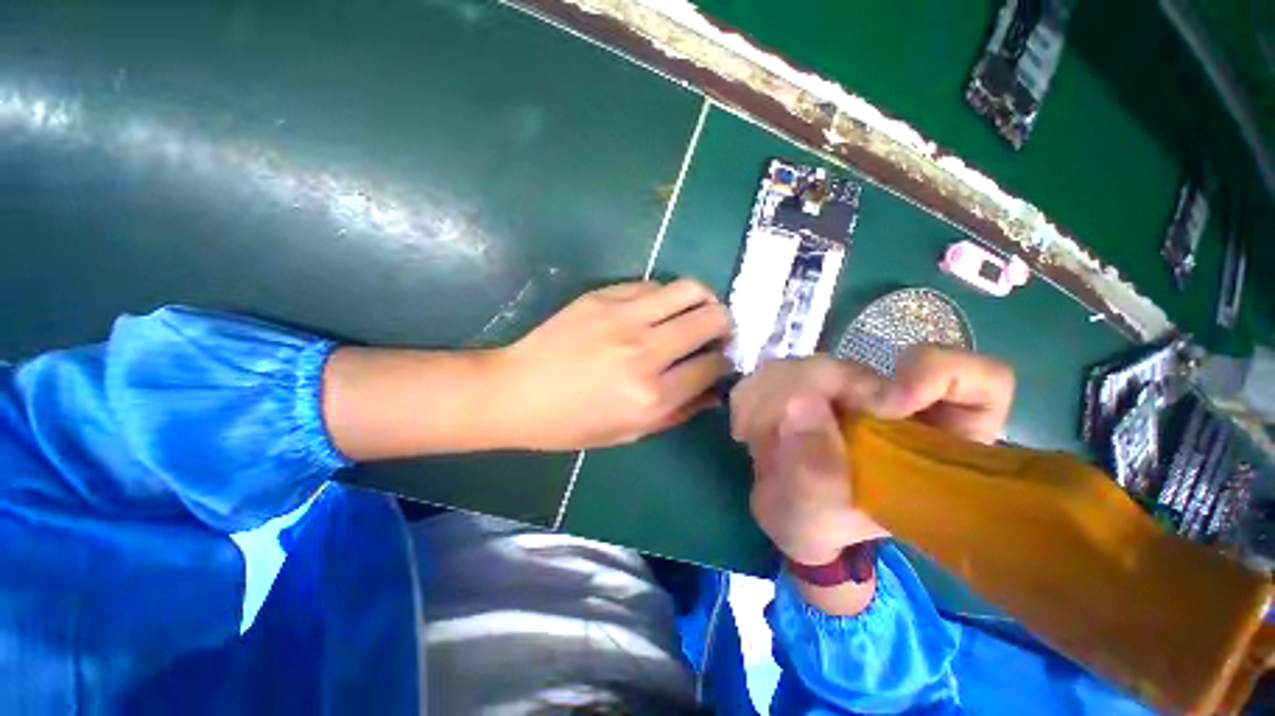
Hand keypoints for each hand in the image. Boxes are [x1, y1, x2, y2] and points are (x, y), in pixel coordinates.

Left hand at [488, 279, 731, 449]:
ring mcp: (623, 318)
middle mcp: (645, 352)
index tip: (720, 360)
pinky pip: (652, 285)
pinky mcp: (603, 297)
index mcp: (651, 395)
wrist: (515, 392)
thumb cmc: (571, 424)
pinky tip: (658, 309)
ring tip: (697, 310)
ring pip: (688, 290)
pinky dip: (666, 296)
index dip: (724, 362)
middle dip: (725, 325)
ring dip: (704, 300)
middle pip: (710, 320)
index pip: (712, 366)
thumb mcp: (628, 433)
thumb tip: (713, 391)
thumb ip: (677, 412)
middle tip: (718, 332)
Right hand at [732, 346, 1014, 565]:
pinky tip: (746, 425)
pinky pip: (779, 368)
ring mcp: (851, 390)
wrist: (786, 511)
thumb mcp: (818, 517)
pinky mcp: (812, 382)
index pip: (978, 383)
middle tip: (777, 425)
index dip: (941, 374)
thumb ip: (815, 474)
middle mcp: (894, 405)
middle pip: (869, 365)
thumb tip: (803, 405)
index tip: (887, 401)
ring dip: (775, 395)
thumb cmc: (818, 524)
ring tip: (754, 436)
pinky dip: (755, 393)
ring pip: (817, 363)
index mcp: (930, 442)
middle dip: (818, 392)